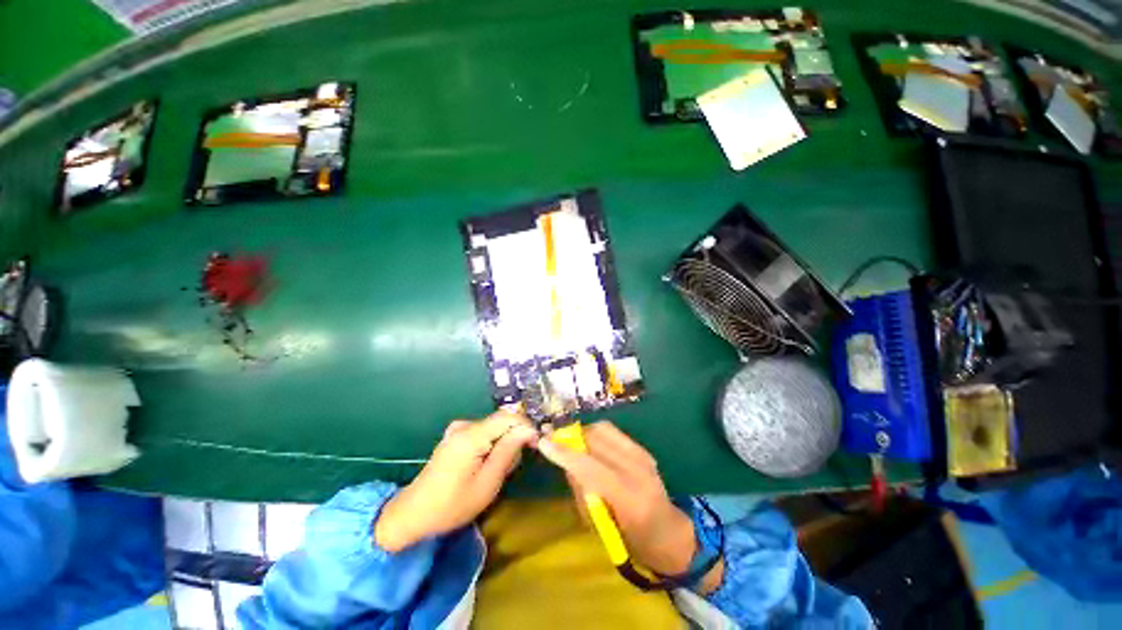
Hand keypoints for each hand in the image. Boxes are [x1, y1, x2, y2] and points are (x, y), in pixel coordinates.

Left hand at [374, 411, 536, 552]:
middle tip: (513, 467)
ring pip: (494, 428)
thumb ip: (508, 452)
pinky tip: (487, 465)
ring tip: (498, 471)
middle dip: (514, 439)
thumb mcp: (487, 483)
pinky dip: (492, 445)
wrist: (413, 514)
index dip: (526, 426)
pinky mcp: (455, 436)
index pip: (508, 416)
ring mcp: (458, 430)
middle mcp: (464, 425)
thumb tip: (528, 430)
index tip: (536, 444)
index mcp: (471, 435)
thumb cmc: (452, 505)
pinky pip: (483, 433)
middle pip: (501, 421)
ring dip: (503, 444)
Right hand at [537, 422, 704, 580]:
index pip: (589, 466)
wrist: (669, 533)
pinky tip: (589, 444)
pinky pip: (612, 432)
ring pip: (603, 429)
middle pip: (596, 440)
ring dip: (582, 433)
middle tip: (553, 440)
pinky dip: (595, 433)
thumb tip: (565, 461)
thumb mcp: (600, 526)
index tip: (543, 442)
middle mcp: (638, 469)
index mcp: (628, 498)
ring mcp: (643, 455)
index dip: (564, 452)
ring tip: (571, 443)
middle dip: (570, 437)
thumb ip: (581, 490)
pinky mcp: (643, 449)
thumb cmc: (632, 541)